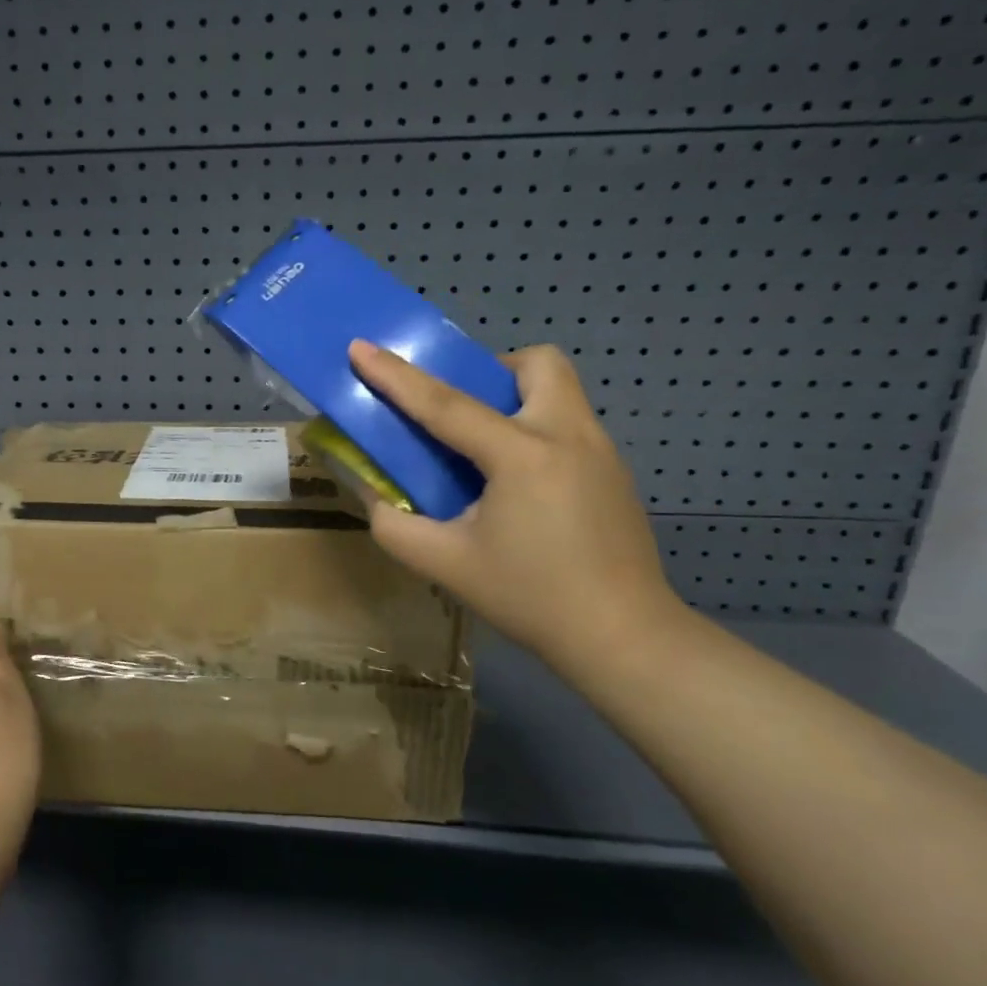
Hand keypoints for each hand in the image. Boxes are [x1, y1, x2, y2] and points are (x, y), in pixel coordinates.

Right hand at [348, 339, 682, 670]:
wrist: (625, 639)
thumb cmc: (530, 598)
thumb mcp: (445, 565)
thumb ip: (395, 525)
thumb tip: (374, 494)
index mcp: (522, 456)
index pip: (446, 404)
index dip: (396, 375)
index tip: (361, 346)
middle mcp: (568, 436)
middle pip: (538, 364)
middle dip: (493, 371)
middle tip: (464, 413)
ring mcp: (602, 452)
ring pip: (560, 391)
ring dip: (517, 401)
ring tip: (487, 452)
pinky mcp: (616, 473)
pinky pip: (570, 425)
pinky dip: (536, 432)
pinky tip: (522, 490)